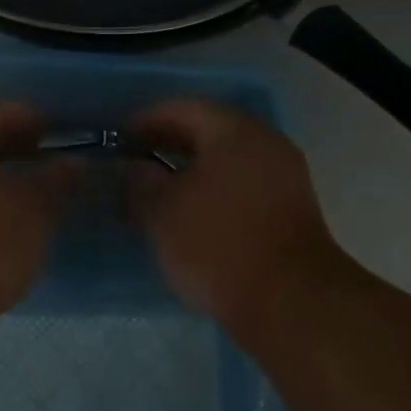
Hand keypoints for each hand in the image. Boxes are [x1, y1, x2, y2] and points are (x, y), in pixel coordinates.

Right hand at [126, 99, 359, 334]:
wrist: (290, 302)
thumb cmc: (217, 244)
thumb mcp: (162, 211)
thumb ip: (140, 181)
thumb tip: (133, 167)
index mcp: (234, 131)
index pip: (183, 108)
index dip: (146, 119)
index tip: (118, 138)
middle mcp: (265, 143)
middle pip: (209, 130)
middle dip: (168, 143)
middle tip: (133, 162)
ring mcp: (284, 176)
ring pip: (227, 160)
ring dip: (191, 169)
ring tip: (157, 190)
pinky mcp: (292, 209)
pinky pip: (243, 184)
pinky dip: (213, 189)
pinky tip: (191, 213)